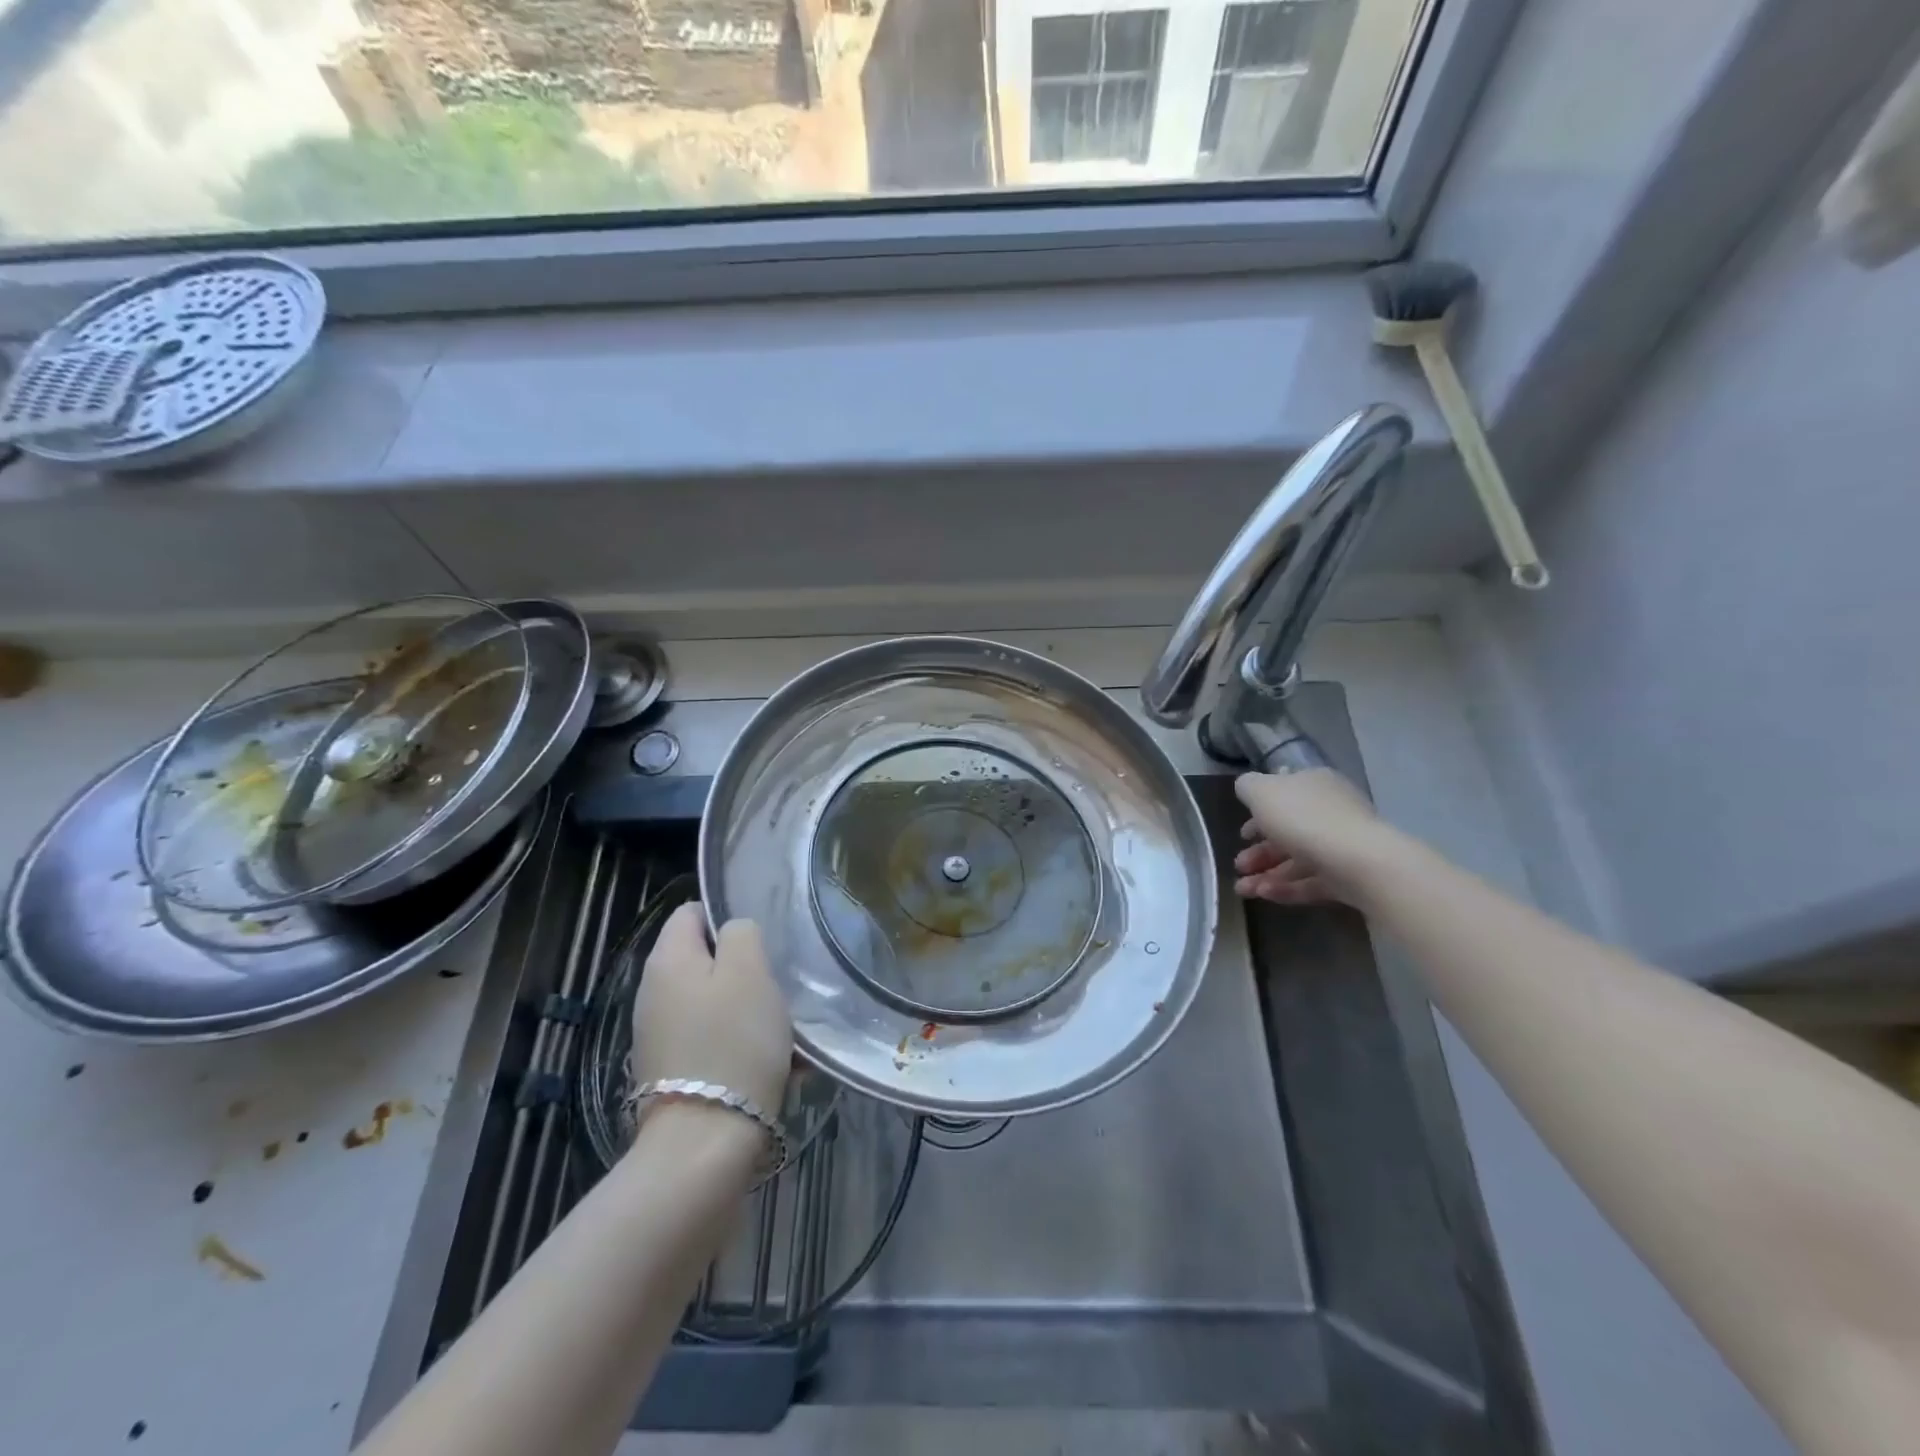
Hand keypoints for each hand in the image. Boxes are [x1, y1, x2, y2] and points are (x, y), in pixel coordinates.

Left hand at [630, 904, 792, 1118]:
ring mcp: (659, 1036)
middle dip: (745, 970)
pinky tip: (776, 1066)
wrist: (706, 1143)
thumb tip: (732, 933)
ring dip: (749, 1011)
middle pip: (705, 961)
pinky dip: (741, 1045)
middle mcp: (653, 994)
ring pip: (714, 1003)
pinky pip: (714, 1041)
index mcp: (667, 960)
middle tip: (777, 988)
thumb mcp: (749, 970)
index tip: (763, 943)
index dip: (728, 919)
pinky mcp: (673, 1072)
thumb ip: (741, 933)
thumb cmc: (733, 1042)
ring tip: (785, 1032)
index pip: (692, 913)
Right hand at [1232, 769, 1397, 906]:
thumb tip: (1248, 789)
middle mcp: (1331, 812)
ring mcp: (1342, 846)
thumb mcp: (1262, 792)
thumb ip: (1248, 786)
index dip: (1259, 813)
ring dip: (1267, 874)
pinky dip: (1287, 888)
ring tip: (1243, 890)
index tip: (1242, 834)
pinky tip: (1264, 896)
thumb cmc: (1304, 819)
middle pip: (1289, 831)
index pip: (1285, 795)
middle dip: (1260, 851)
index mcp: (1314, 785)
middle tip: (1239, 866)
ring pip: (1298, 860)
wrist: (1360, 862)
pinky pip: (1312, 882)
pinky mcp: (1349, 878)